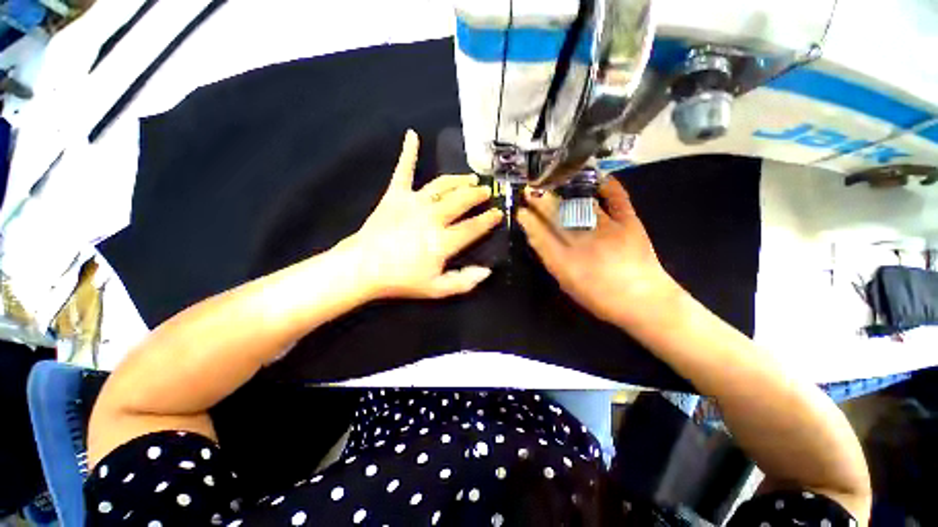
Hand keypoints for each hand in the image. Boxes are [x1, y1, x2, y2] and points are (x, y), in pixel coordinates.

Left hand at [344, 130, 502, 299]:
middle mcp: (433, 216)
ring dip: (459, 180)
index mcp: (444, 240)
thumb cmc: (402, 280)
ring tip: (471, 178)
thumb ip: (464, 281)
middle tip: (486, 191)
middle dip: (478, 195)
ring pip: (443, 185)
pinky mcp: (395, 195)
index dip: (488, 219)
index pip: (474, 227)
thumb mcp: (437, 289)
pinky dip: (408, 152)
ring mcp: (414, 202)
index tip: (498, 213)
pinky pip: (403, 171)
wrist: (363, 268)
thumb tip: (487, 270)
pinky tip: (412, 135)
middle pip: (462, 201)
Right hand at [517, 178, 680, 325]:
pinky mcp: (629, 223)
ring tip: (552, 184)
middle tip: (529, 191)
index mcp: (565, 261)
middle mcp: (582, 242)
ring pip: (580, 206)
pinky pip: (617, 199)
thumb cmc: (600, 298)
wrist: (644, 302)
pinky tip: (599, 178)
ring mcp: (607, 229)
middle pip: (556, 217)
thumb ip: (553, 260)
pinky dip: (609, 187)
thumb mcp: (568, 284)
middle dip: (540, 202)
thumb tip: (539, 240)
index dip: (528, 221)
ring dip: (563, 194)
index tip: (520, 211)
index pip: (540, 236)